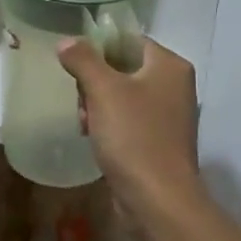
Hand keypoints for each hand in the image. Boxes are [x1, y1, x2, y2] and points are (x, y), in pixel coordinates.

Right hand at [57, 36, 200, 225]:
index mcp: (170, 66)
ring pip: (122, 97)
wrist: (157, 199)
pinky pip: (128, 122)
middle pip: (123, 69)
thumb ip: (83, 60)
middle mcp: (175, 87)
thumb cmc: (133, 136)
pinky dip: (109, 126)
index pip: (129, 41)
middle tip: (80, 102)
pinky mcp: (159, 142)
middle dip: (94, 83)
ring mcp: (169, 117)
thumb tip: (66, 41)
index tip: (74, 65)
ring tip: (84, 124)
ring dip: (97, 106)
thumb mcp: (103, 90)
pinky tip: (94, 140)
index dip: (99, 48)